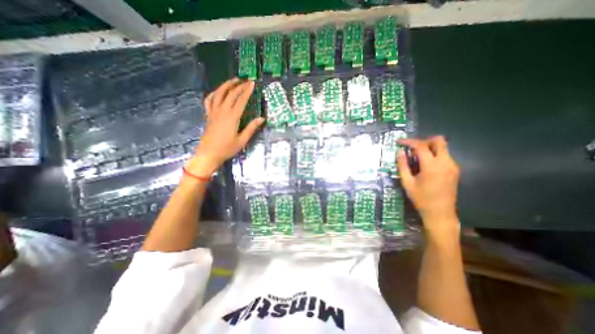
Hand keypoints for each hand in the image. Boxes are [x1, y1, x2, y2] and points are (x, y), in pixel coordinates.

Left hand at [188, 76, 264, 175]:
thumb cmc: (227, 148)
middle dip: (239, 86)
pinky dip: (214, 93)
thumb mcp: (242, 140)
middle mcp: (222, 111)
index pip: (241, 100)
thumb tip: (261, 119)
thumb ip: (251, 128)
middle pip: (231, 94)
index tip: (252, 84)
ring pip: (219, 94)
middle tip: (246, 81)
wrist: (209, 153)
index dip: (247, 91)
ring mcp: (213, 112)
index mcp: (232, 117)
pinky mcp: (208, 115)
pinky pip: (209, 100)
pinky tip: (217, 92)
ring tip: (233, 80)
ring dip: (226, 85)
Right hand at [399, 135, 458, 234]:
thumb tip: (399, 152)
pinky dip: (434, 154)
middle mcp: (445, 162)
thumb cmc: (421, 199)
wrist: (440, 213)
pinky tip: (425, 164)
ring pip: (443, 147)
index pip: (421, 146)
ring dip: (429, 148)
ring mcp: (453, 166)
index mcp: (432, 166)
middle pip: (439, 141)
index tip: (399, 142)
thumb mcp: (407, 183)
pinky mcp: (455, 170)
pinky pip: (445, 155)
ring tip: (416, 157)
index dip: (409, 141)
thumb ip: (403, 166)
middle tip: (412, 148)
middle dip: (424, 140)